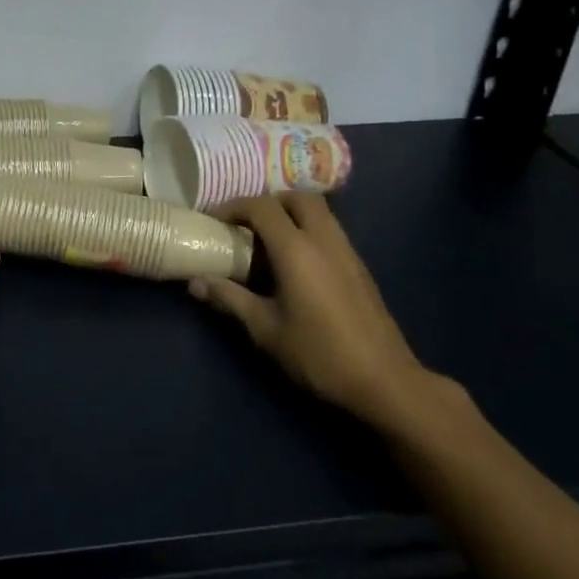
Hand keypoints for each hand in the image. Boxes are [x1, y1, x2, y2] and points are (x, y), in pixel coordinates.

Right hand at [190, 192, 433, 431]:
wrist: (384, 381)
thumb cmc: (319, 354)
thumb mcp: (265, 329)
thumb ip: (229, 299)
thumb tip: (194, 282)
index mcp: (297, 250)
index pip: (261, 207)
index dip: (233, 207)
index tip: (213, 220)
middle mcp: (324, 240)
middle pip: (296, 197)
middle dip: (267, 202)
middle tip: (245, 224)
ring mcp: (347, 251)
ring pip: (318, 211)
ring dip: (289, 213)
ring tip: (267, 240)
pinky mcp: (359, 267)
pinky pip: (329, 230)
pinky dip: (307, 230)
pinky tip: (295, 262)